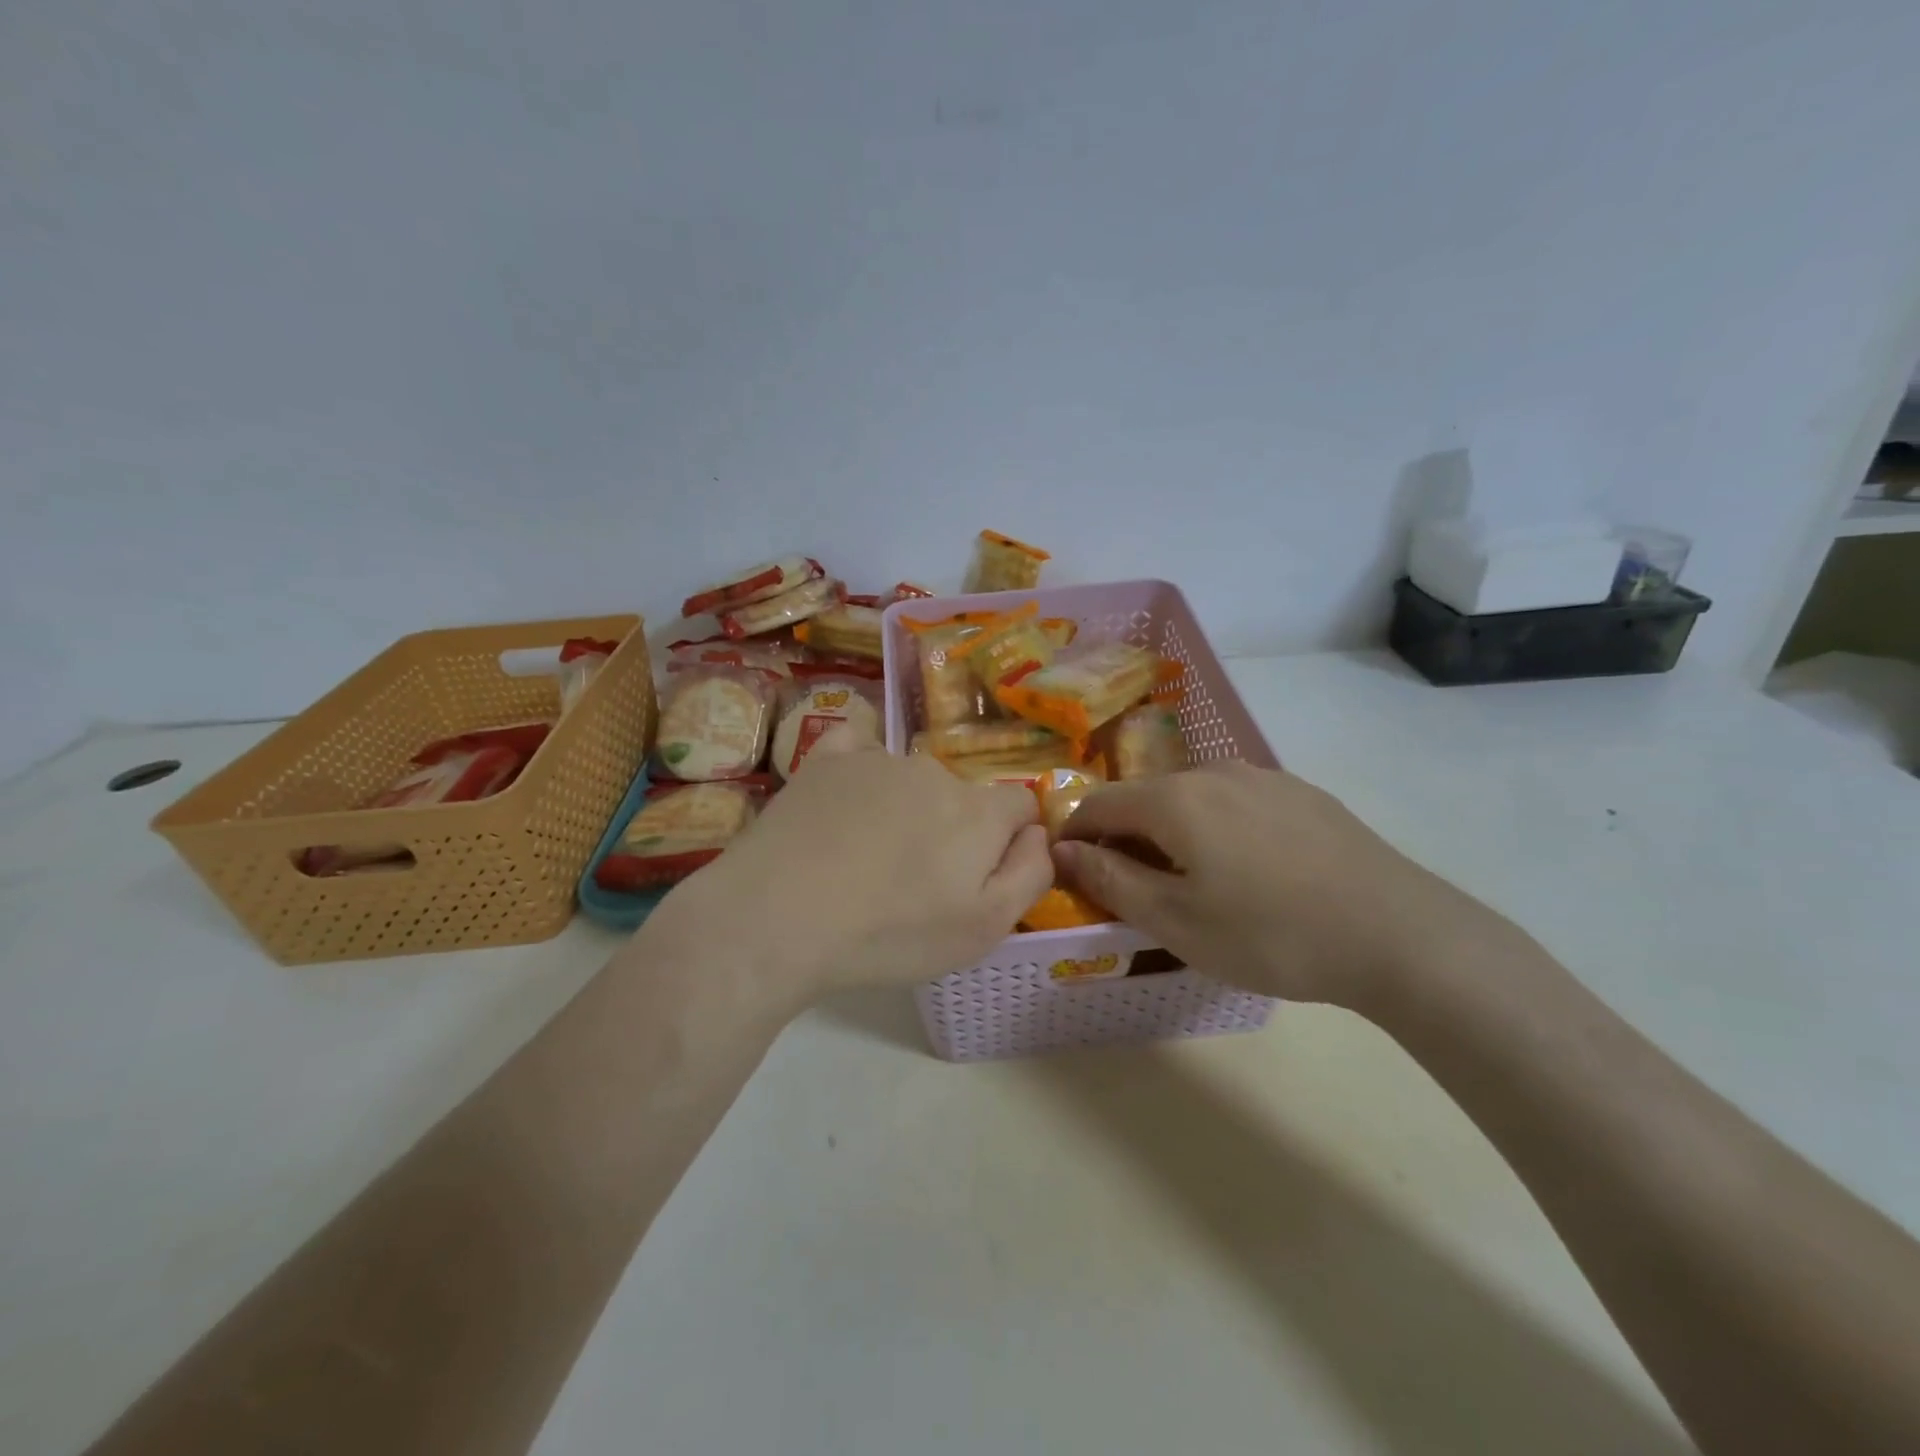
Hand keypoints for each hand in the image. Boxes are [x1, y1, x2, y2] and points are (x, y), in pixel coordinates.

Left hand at [638, 734, 1053, 1013]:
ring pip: (911, 779)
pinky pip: (858, 745)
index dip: (1010, 840)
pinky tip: (844, 799)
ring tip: (865, 860)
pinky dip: (860, 766)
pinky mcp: (825, 759)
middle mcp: (933, 771)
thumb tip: (1040, 833)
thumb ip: (1030, 874)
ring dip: (906, 809)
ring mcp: (876, 759)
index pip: (1020, 805)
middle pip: (962, 796)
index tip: (979, 876)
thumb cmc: (889, 933)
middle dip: (953, 831)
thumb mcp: (983, 928)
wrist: (776, 918)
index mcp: (977, 811)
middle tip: (915, 883)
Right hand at [1053, 761, 1505, 1008]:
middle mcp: (1214, 772)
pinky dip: (1217, 828)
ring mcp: (1264, 778)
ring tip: (1190, 881)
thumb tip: (1063, 849)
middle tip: (1131, 887)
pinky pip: (1237, 803)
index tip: (1072, 871)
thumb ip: (1110, 879)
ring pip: (1193, 798)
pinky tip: (1247, 870)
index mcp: (1174, 799)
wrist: (1398, 935)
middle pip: (1146, 797)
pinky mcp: (1302, 793)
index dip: (1075, 835)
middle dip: (1124, 836)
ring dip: (1171, 831)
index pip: (1099, 804)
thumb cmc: (1271, 934)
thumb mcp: (1176, 922)